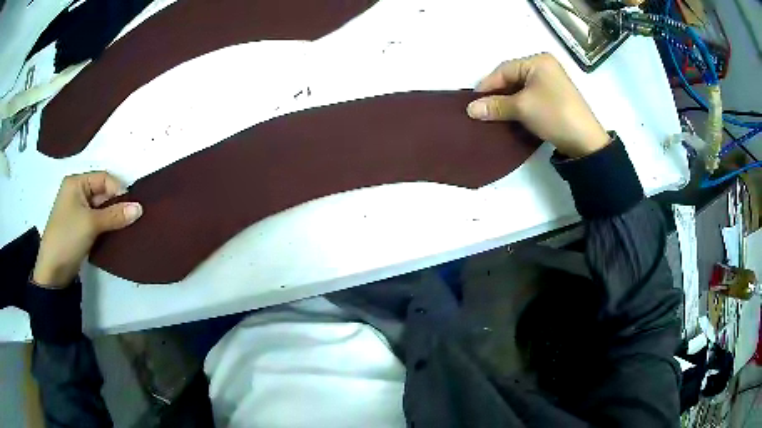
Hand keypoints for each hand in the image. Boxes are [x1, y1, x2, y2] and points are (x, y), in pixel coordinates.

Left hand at [33, 172, 141, 287]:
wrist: (53, 271)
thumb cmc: (67, 238)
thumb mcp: (91, 224)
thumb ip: (115, 215)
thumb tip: (140, 208)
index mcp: (76, 183)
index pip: (103, 178)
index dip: (118, 190)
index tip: (131, 207)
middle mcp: (77, 193)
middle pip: (103, 193)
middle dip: (116, 205)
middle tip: (131, 218)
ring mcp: (78, 211)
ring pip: (101, 209)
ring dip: (113, 217)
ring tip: (126, 227)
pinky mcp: (80, 228)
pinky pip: (97, 221)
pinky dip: (107, 226)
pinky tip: (116, 233)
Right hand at [467, 53, 609, 157]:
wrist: (586, 142)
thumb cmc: (554, 115)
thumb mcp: (522, 108)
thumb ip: (495, 106)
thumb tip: (470, 109)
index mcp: (538, 61)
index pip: (504, 69)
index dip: (487, 85)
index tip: (473, 102)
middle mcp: (544, 67)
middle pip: (512, 77)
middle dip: (497, 93)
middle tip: (482, 109)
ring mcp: (551, 82)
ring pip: (520, 88)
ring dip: (507, 101)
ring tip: (493, 114)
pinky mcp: (555, 97)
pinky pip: (530, 96)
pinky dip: (519, 105)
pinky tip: (510, 115)